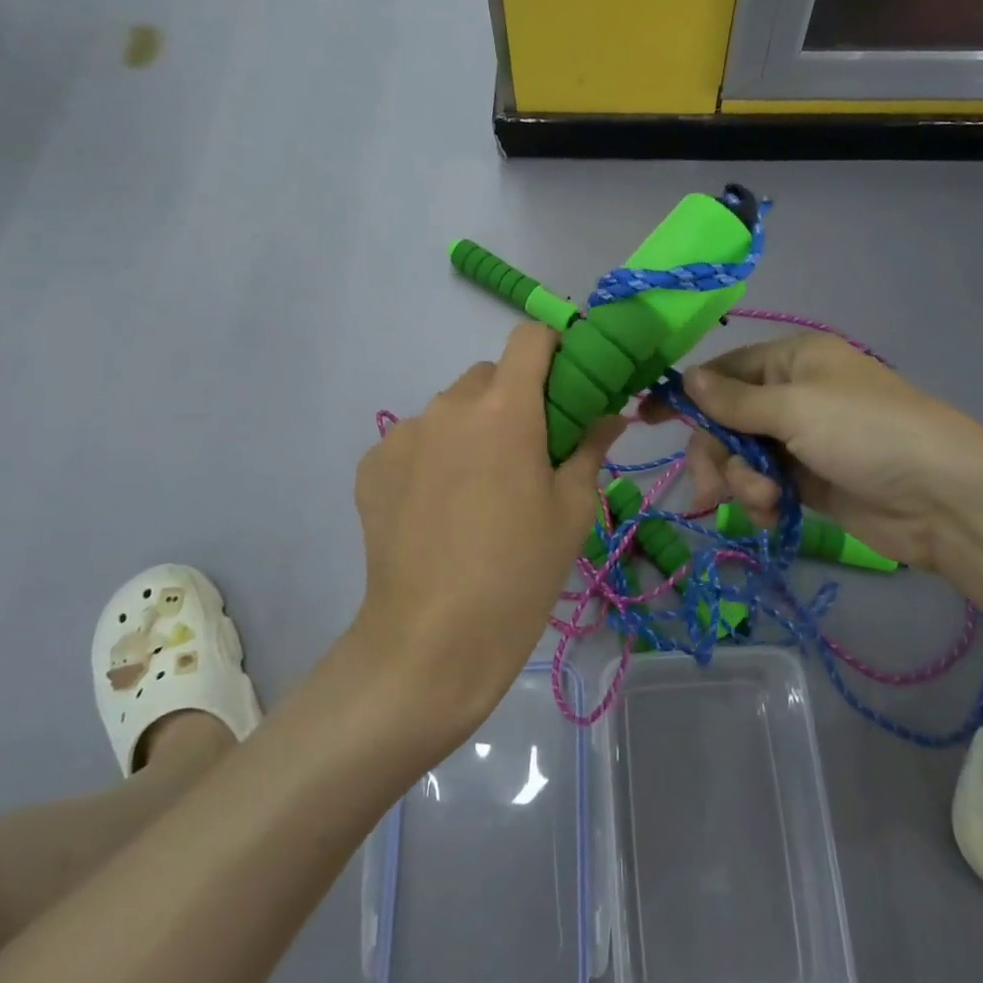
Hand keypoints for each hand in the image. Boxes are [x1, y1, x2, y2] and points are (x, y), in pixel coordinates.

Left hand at [352, 323, 622, 743]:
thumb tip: (610, 415)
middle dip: (513, 398)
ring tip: (479, 490)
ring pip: (450, 409)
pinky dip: (433, 456)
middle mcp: (448, 406)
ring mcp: (403, 434)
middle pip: (489, 375)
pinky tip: (439, 509)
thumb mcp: (571, 512)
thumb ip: (590, 448)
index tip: (567, 384)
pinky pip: (415, 440)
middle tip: (528, 452)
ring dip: (471, 428)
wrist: (430, 644)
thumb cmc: (519, 574)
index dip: (554, 349)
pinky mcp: (372, 465)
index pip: (530, 338)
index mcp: (504, 409)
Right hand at [656, 334, 982, 577]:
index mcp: (792, 360)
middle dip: (716, 454)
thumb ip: (735, 399)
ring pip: (741, 457)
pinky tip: (771, 514)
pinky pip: (764, 486)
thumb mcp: (794, 407)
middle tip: (708, 489)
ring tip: (763, 502)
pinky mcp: (810, 482)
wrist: (944, 498)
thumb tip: (686, 378)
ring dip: (741, 482)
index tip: (646, 417)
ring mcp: (802, 441)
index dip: (687, 394)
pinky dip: (760, 500)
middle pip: (726, 420)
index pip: (724, 371)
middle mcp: (794, 395)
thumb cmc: (866, 432)